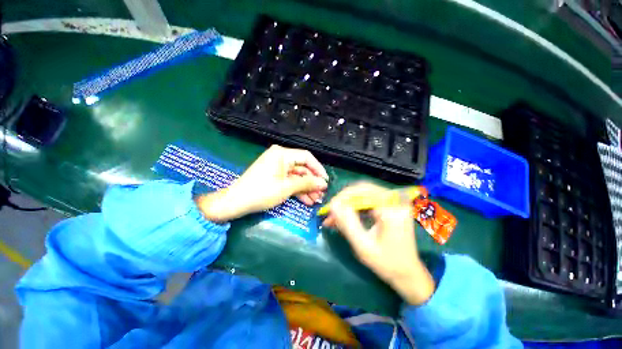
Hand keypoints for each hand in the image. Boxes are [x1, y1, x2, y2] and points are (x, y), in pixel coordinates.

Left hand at [196, 145, 327, 221]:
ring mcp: (277, 167)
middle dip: (312, 182)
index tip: (325, 181)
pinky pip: (290, 181)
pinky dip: (297, 190)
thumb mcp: (287, 187)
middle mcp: (281, 157)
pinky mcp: (274, 176)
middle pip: (302, 168)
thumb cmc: (262, 192)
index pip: (307, 157)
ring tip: (315, 200)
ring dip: (306, 188)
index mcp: (282, 154)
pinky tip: (306, 200)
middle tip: (321, 194)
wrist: (236, 202)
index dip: (318, 169)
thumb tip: (323, 183)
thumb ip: (307, 183)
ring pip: (297, 176)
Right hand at [323, 182, 434, 304]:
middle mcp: (395, 200)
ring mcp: (394, 202)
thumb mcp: (363, 246)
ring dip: (348, 205)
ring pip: (363, 195)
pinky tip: (345, 217)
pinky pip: (367, 201)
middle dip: (344, 200)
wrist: (408, 274)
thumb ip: (347, 224)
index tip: (330, 207)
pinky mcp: (390, 206)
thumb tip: (333, 205)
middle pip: (363, 190)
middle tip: (331, 212)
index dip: (344, 197)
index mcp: (392, 209)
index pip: (363, 191)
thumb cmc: (387, 263)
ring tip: (334, 217)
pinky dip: (355, 208)